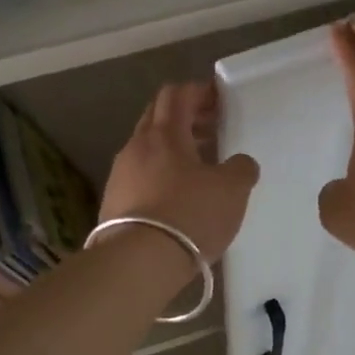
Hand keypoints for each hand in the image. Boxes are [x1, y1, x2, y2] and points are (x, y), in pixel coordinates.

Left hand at [97, 82, 259, 270]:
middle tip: (212, 129)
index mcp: (164, 133)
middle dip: (185, 118)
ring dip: (173, 149)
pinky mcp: (113, 203)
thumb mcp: (232, 190)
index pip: (177, 94)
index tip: (219, 99)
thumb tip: (240, 163)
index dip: (199, 92)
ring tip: (199, 167)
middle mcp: (136, 146)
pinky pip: (140, 176)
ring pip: (147, 148)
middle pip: (157, 117)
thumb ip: (241, 169)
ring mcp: (120, 175)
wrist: (138, 262)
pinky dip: (160, 175)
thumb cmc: (189, 215)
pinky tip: (177, 196)